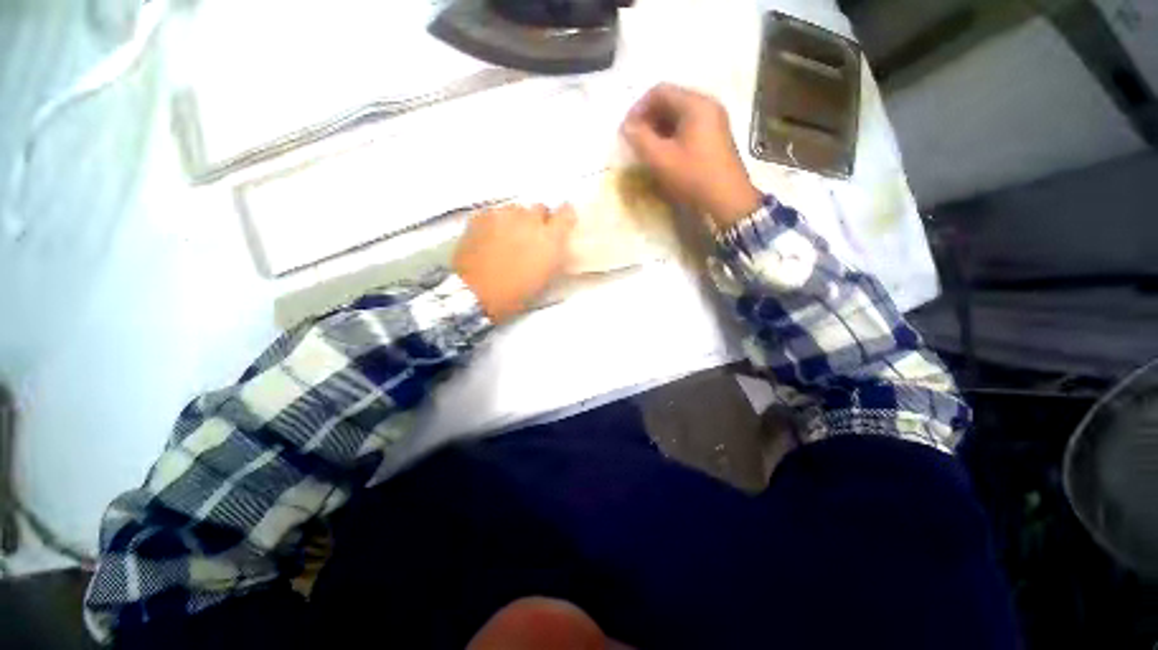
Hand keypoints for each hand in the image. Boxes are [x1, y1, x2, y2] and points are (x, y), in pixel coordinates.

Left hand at [453, 204, 575, 323]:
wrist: (476, 293)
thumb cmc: (515, 293)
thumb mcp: (546, 277)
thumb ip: (555, 255)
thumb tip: (555, 245)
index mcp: (549, 238)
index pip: (566, 212)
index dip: (564, 216)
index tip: (561, 223)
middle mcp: (529, 220)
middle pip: (539, 208)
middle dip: (538, 220)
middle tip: (531, 238)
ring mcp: (503, 215)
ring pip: (515, 209)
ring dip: (516, 220)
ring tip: (508, 238)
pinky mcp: (482, 215)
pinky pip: (494, 213)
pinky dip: (496, 222)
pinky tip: (490, 238)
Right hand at [621, 83, 761, 226]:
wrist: (727, 200)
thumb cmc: (693, 176)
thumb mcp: (661, 159)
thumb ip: (640, 139)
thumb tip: (626, 127)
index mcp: (695, 104)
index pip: (660, 91)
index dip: (638, 108)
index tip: (627, 130)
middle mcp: (707, 105)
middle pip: (670, 101)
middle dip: (648, 118)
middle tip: (635, 140)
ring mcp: (714, 121)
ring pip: (679, 115)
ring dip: (659, 128)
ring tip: (647, 149)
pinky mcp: (715, 136)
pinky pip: (688, 127)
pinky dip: (672, 136)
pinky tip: (664, 153)